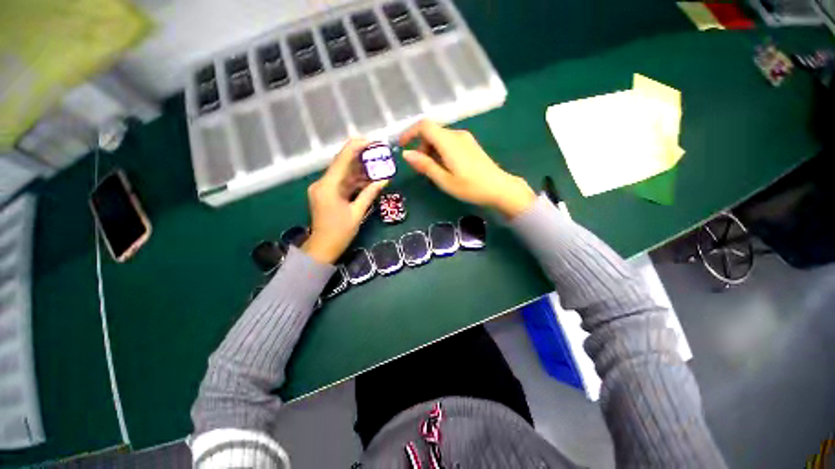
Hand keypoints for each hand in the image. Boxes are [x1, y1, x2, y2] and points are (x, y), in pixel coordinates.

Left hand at [302, 139, 387, 263]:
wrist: (323, 248)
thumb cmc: (340, 232)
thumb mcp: (357, 213)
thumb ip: (370, 193)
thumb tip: (384, 179)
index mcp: (328, 186)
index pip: (342, 159)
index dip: (356, 147)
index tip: (372, 141)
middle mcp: (323, 183)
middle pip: (342, 164)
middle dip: (360, 157)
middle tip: (378, 152)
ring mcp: (323, 188)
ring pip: (343, 173)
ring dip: (359, 169)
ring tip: (377, 164)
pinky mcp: (326, 194)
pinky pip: (342, 183)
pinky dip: (354, 180)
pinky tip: (368, 178)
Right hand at [400, 120, 535, 217]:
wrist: (500, 188)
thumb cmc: (471, 187)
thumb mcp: (444, 180)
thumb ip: (425, 165)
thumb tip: (407, 154)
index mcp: (449, 142)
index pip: (424, 126)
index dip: (409, 132)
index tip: (402, 146)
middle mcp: (457, 135)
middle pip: (432, 132)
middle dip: (421, 146)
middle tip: (421, 168)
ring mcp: (465, 138)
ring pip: (440, 137)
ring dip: (431, 150)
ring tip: (434, 171)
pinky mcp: (470, 144)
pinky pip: (449, 142)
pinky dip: (440, 151)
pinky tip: (445, 167)